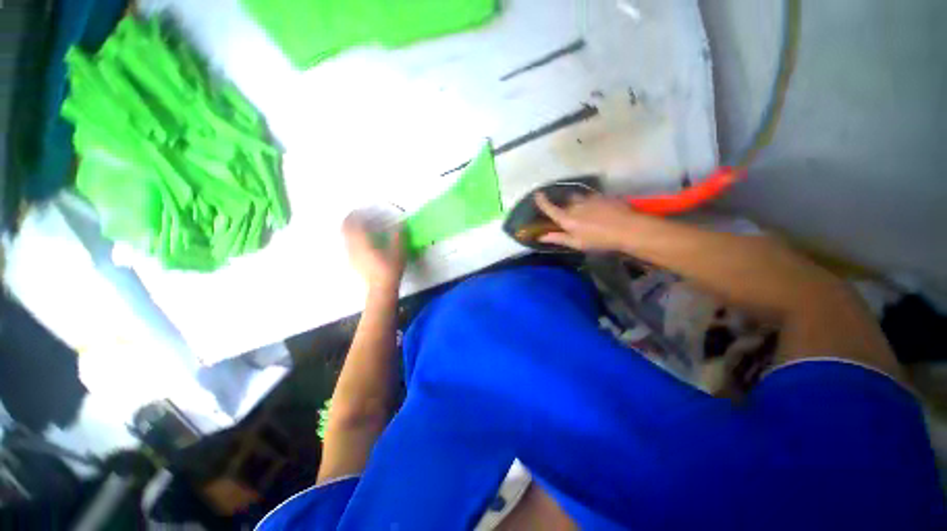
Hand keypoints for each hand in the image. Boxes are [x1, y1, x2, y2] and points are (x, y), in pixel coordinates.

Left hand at [342, 213, 404, 290]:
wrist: (381, 288)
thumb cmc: (389, 268)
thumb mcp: (398, 251)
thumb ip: (398, 236)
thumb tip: (401, 224)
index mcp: (361, 241)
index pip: (352, 223)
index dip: (354, 214)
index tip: (360, 210)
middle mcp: (352, 247)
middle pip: (345, 229)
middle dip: (350, 221)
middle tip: (358, 217)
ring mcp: (351, 256)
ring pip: (346, 238)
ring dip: (351, 231)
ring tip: (361, 229)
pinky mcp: (353, 263)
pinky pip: (349, 246)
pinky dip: (353, 240)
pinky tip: (364, 243)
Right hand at [534, 192, 640, 251]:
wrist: (628, 229)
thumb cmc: (599, 240)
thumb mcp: (576, 243)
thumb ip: (558, 238)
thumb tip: (540, 237)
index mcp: (566, 218)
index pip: (549, 207)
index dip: (542, 201)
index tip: (537, 194)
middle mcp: (575, 205)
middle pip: (565, 203)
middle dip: (565, 208)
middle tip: (571, 218)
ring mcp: (590, 198)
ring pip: (579, 198)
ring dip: (578, 204)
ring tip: (587, 214)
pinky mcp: (603, 196)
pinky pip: (592, 197)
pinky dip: (591, 203)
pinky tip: (600, 212)